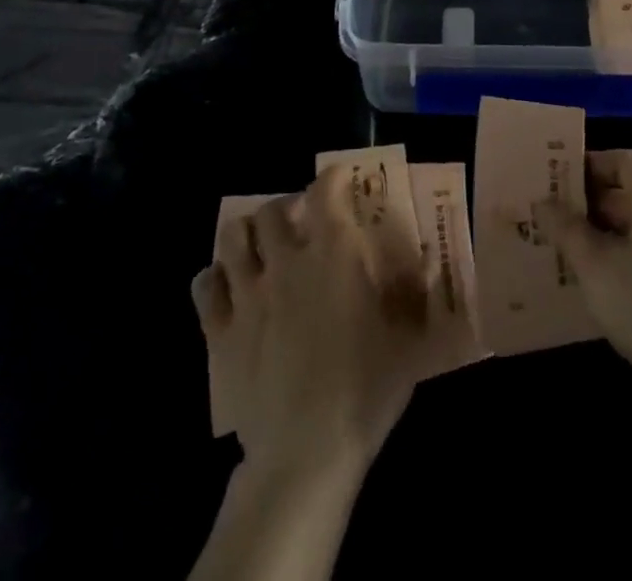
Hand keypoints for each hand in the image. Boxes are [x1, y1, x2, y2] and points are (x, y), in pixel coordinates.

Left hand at [192, 166, 431, 477]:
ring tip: (261, 248)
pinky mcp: (219, 331)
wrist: (305, 454)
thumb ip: (414, 295)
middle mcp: (287, 260)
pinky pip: (205, 286)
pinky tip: (229, 287)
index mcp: (333, 253)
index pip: (325, 190)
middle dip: (285, 208)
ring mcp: (248, 294)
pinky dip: (215, 278)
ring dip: (246, 235)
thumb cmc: (365, 390)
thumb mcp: (408, 341)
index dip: (332, 178)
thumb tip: (426, 263)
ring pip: (232, 237)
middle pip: (270, 210)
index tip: (341, 180)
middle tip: (299, 224)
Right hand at [535, 150, 631, 445]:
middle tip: (538, 213)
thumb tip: (542, 203)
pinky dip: (604, 268)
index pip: (622, 161)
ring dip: (588, 240)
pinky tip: (571, 283)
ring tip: (546, 245)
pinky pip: (631, 266)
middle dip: (580, 206)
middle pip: (622, 197)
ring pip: (624, 235)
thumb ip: (566, 228)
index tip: (548, 177)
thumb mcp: (596, 262)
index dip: (585, 165)